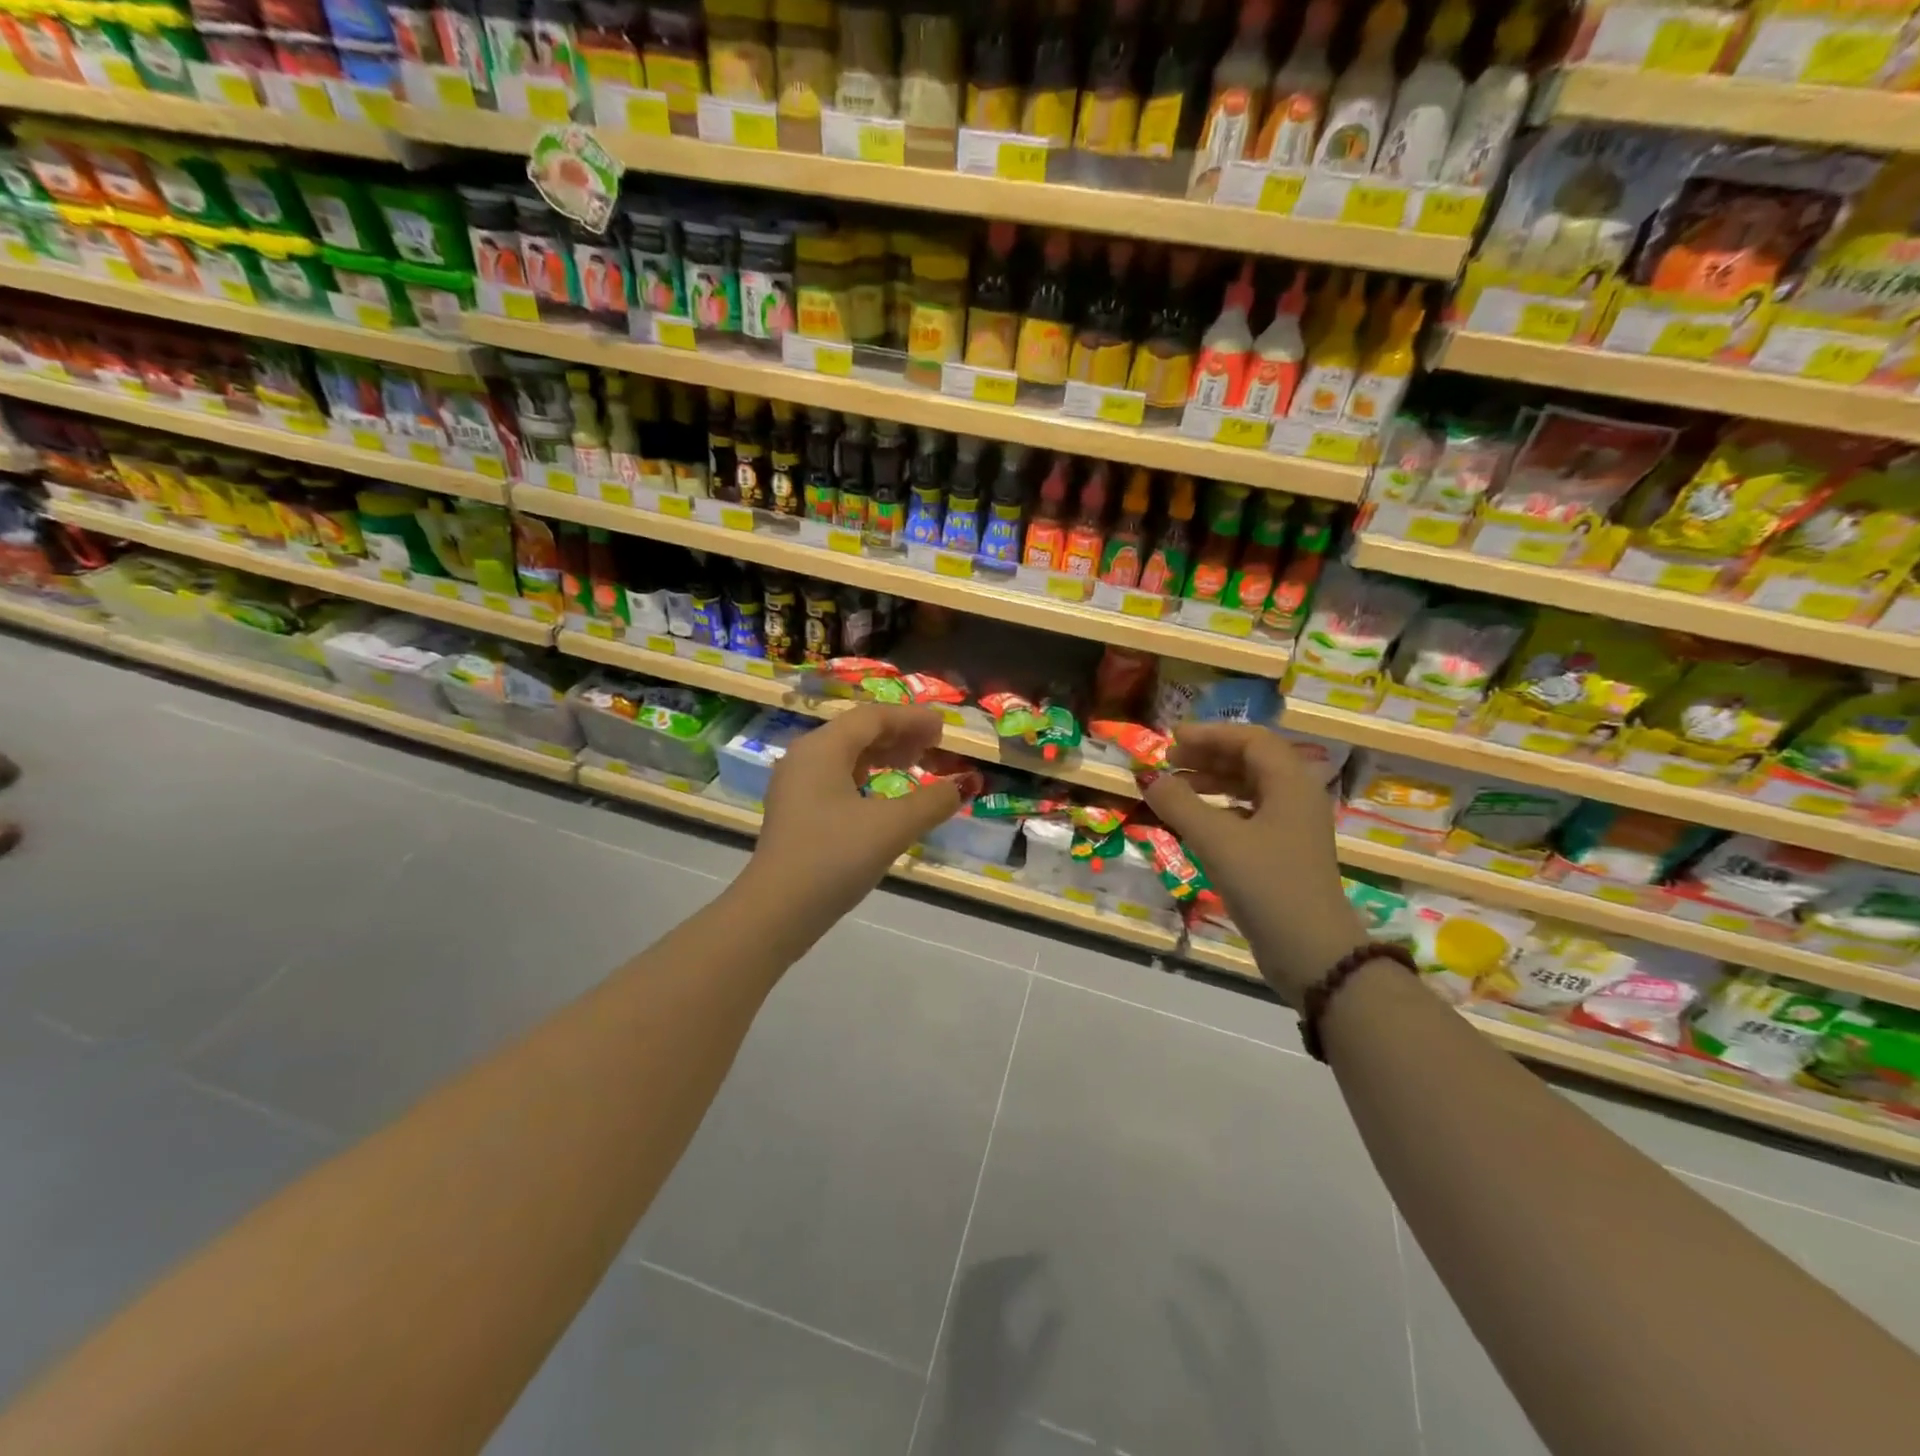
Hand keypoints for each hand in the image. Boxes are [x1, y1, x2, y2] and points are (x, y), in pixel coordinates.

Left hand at [748, 704, 962, 925]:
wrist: (777, 911)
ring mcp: (796, 785)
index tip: (944, 728)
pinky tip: (884, 797)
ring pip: (846, 755)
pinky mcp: (796, 812)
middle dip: (898, 735)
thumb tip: (964, 786)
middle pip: (857, 731)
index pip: (873, 717)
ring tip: (914, 765)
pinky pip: (836, 778)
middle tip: (934, 746)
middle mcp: (805, 757)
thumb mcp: (891, 828)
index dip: (912, 719)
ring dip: (883, 755)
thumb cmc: (834, 857)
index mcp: (822, 748)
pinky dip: (866, 777)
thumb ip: (932, 802)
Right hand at [1141, 723, 1365, 1007]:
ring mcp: (1294, 827)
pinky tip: (1197, 822)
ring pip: (1250, 789)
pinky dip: (1221, 810)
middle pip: (1251, 761)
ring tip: (1176, 789)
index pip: (1251, 740)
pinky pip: (1250, 815)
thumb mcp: (1217, 841)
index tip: (1172, 740)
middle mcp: (1297, 797)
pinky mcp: (1285, 854)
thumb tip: (1149, 778)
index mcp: (1291, 783)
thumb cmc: (1268, 885)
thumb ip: (1180, 804)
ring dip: (1213, 782)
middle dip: (1208, 756)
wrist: (1313, 953)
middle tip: (1169, 762)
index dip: (1210, 734)